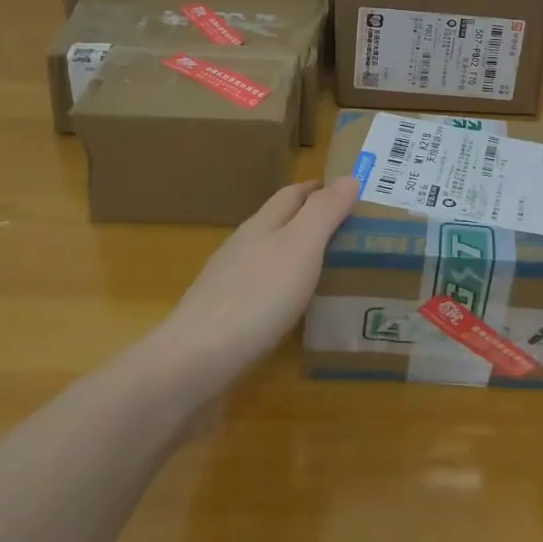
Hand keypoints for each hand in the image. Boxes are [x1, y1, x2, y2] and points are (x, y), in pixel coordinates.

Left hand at [159, 177, 359, 383]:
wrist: (193, 364)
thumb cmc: (257, 297)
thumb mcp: (301, 246)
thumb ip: (324, 212)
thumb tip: (349, 177)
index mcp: (261, 225)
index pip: (292, 195)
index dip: (318, 189)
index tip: (348, 190)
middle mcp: (242, 248)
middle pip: (277, 223)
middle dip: (308, 220)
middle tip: (347, 231)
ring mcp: (227, 286)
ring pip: (267, 259)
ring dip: (294, 256)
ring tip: (328, 269)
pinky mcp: (222, 322)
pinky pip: (259, 294)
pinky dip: (281, 291)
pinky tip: (292, 310)